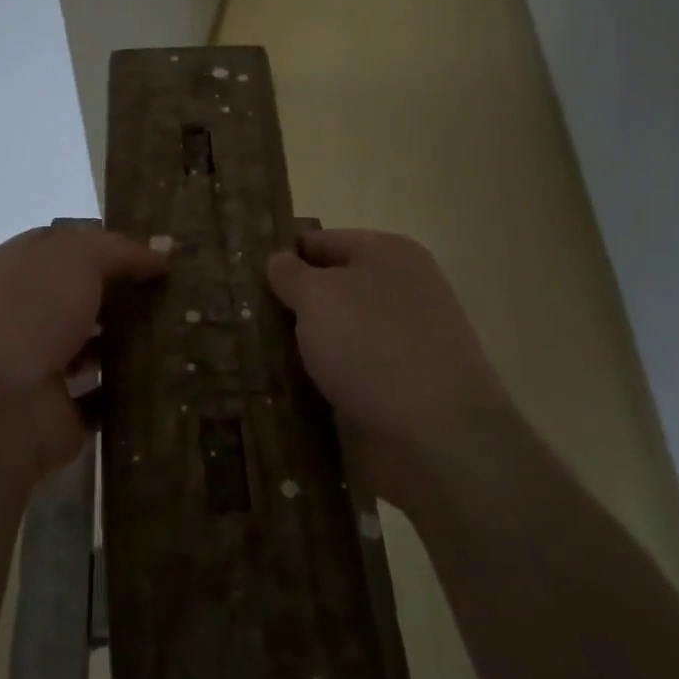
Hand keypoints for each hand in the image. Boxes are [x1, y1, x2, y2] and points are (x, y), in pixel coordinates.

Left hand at [0, 224, 167, 479]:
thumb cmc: (26, 315)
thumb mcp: (74, 258)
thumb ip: (117, 251)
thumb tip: (158, 259)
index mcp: (9, 271)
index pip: (60, 247)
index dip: (104, 246)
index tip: (152, 254)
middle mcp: (18, 316)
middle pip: (78, 297)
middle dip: (122, 294)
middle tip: (175, 294)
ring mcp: (34, 368)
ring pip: (91, 347)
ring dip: (128, 343)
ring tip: (180, 334)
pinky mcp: (55, 415)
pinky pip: (101, 398)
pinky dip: (128, 391)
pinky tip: (167, 378)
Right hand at [267, 228, 513, 509]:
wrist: (438, 437)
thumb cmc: (372, 347)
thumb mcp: (317, 296)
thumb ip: (291, 273)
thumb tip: (280, 261)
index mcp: (388, 252)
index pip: (319, 241)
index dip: (280, 257)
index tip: (241, 280)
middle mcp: (402, 289)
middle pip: (330, 287)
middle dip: (290, 304)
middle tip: (240, 320)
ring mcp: (407, 338)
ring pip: (339, 332)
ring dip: (304, 344)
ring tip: (253, 357)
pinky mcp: (404, 384)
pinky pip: (351, 369)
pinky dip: (324, 377)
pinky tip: (289, 390)